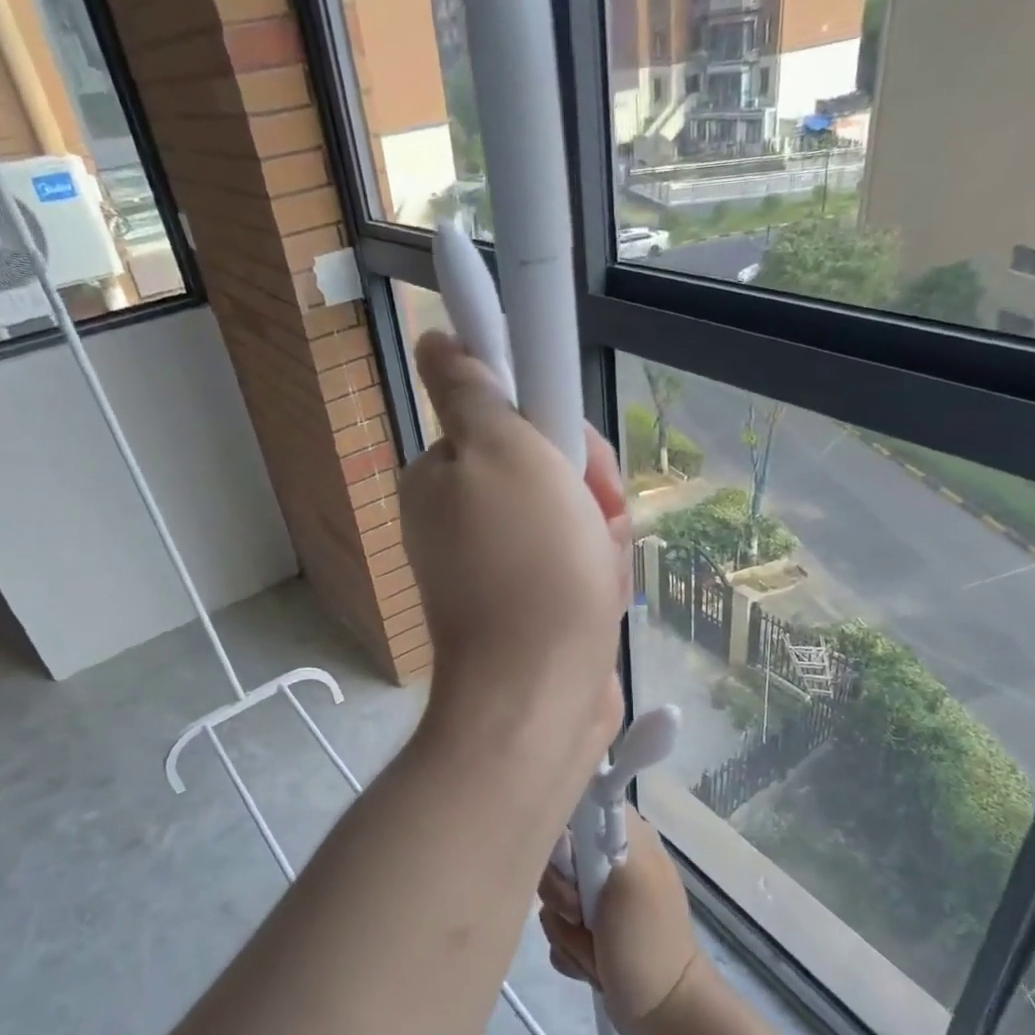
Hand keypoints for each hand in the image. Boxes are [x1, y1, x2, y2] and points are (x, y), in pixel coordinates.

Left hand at [400, 331, 629, 738]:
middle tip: (596, 518)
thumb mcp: (501, 452)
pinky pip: (579, 565)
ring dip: (600, 538)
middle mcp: (465, 518)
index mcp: (444, 475)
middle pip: (550, 468)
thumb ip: (471, 391)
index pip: (512, 416)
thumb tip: (434, 340)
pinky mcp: (534, 604)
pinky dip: (597, 577)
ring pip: (575, 518)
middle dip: (588, 490)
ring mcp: (500, 566)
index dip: (557, 429)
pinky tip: (598, 602)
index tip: (577, 456)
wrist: (540, 693)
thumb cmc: (527, 566)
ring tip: (596, 574)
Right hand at [537, 807, 710, 1034]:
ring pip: (548, 897)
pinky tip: (593, 964)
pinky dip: (569, 950)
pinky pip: (554, 929)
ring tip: (595, 948)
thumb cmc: (648, 941)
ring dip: (566, 930)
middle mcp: (607, 857)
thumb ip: (603, 830)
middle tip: (582, 915)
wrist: (665, 1012)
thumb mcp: (630, 876)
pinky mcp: (587, 929)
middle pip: (551, 857)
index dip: (559, 837)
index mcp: (623, 833)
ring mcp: (596, 896)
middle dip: (560, 895)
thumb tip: (583, 782)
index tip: (570, 868)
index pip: (571, 807)